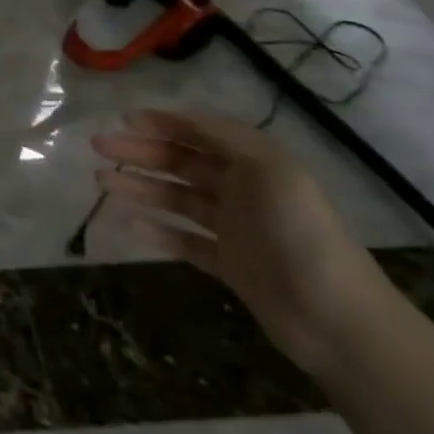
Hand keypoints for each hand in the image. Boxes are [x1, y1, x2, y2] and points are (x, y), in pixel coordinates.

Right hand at [93, 111, 397, 375]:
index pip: (200, 133)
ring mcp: (235, 229)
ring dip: (140, 187)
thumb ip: (225, 137)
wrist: (335, 316)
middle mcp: (243, 190)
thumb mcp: (269, 169)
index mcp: (255, 164)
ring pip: (177, 199)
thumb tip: (183, 117)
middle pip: (182, 163)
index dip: (162, 123)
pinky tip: (129, 223)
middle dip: (140, 152)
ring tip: (101, 181)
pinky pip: (184, 241)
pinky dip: (157, 230)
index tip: (123, 120)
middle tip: (99, 147)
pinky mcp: (229, 264)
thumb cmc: (299, 232)